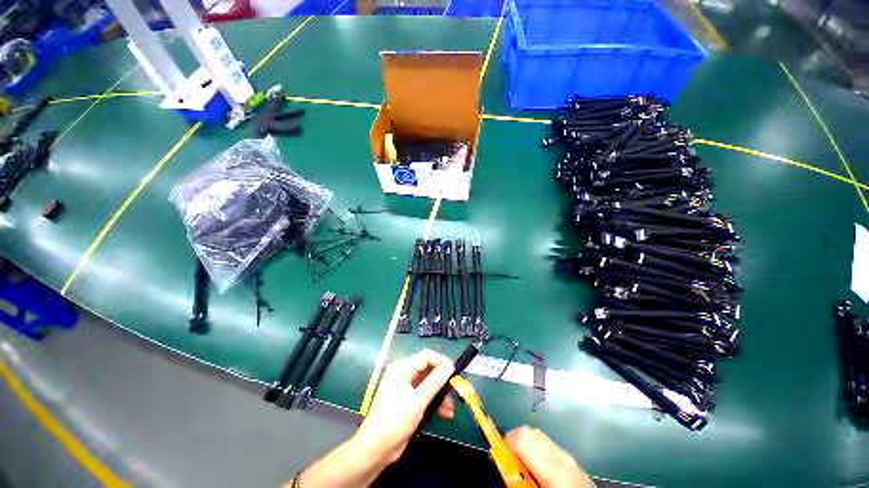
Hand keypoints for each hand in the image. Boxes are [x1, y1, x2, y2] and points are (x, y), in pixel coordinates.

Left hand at [356, 349, 454, 463]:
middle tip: (455, 392)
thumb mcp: (418, 400)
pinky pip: (425, 395)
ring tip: (450, 409)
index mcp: (402, 368)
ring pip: (428, 383)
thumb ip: (435, 381)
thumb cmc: (395, 421)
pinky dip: (434, 402)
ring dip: (440, 394)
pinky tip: (445, 413)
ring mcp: (405, 388)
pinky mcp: (407, 401)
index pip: (426, 356)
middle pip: (428, 370)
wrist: (376, 449)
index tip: (455, 373)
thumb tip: (450, 366)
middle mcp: (403, 374)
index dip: (441, 362)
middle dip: (442, 381)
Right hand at [506, 426, 592, 487]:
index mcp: (554, 468)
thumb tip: (499, 458)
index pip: (522, 436)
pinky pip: (550, 446)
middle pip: (530, 432)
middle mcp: (563, 457)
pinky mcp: (575, 463)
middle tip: (508, 461)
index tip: (497, 453)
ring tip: (523, 465)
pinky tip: (538, 468)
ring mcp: (571, 458)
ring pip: (540, 436)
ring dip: (526, 445)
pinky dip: (538, 450)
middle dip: (514, 441)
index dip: (504, 441)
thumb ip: (516, 476)